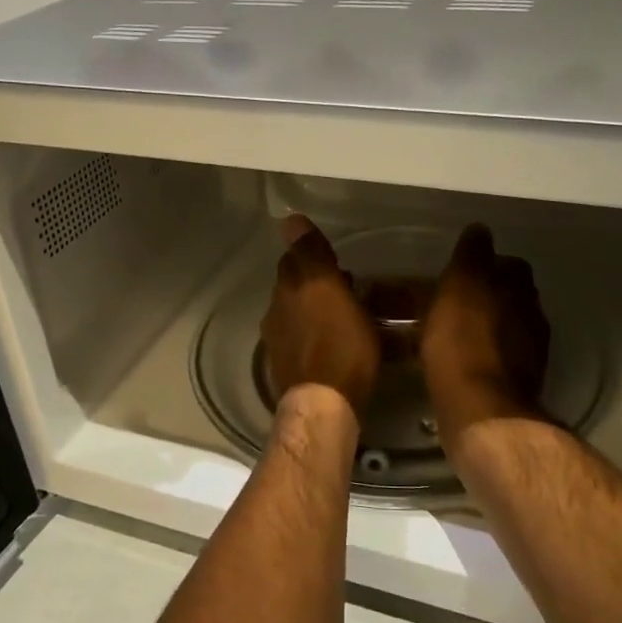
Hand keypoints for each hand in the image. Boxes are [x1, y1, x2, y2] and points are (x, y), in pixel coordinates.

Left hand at [262, 215, 379, 419]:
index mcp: (289, 290)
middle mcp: (277, 313)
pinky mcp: (289, 369)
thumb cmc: (340, 344)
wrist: (323, 403)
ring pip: (297, 314)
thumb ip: (311, 254)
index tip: (333, 258)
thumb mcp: (331, 290)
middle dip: (313, 282)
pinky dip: (314, 334)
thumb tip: (289, 219)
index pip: (294, 259)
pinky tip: (333, 343)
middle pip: (293, 287)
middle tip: (344, 285)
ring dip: (315, 309)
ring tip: (344, 315)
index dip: (312, 255)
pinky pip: (302, 340)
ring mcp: (280, 343)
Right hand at [420, 224, 550, 448]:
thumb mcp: (460, 286)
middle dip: (488, 295)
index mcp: (519, 288)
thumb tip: (481, 230)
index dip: (485, 264)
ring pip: (507, 327)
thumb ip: (472, 256)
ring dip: (486, 325)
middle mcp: (532, 315)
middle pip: (512, 295)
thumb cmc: (463, 341)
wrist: (480, 408)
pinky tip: (462, 360)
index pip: (509, 263)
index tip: (459, 271)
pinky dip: (483, 353)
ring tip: (454, 331)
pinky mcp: (517, 383)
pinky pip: (499, 357)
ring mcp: (529, 352)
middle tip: (453, 301)